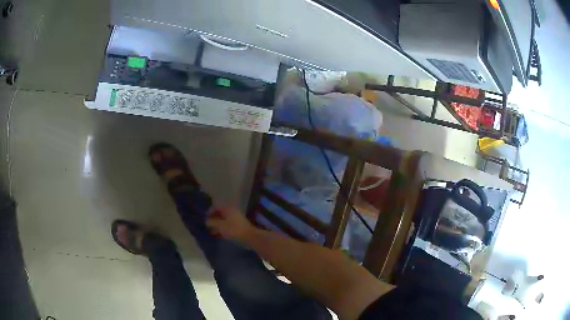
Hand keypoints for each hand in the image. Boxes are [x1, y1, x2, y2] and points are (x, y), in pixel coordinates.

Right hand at [206, 207, 255, 242]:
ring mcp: (235, 219)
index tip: (205, 218)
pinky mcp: (238, 227)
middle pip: (219, 214)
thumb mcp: (220, 225)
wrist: (249, 236)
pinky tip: (218, 236)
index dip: (209, 211)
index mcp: (227, 208)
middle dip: (212, 220)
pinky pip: (227, 226)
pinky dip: (222, 230)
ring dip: (217, 226)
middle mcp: (232, 212)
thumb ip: (211, 222)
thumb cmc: (233, 229)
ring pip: (223, 221)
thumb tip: (206, 221)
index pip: (216, 206)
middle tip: (207, 226)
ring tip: (211, 232)